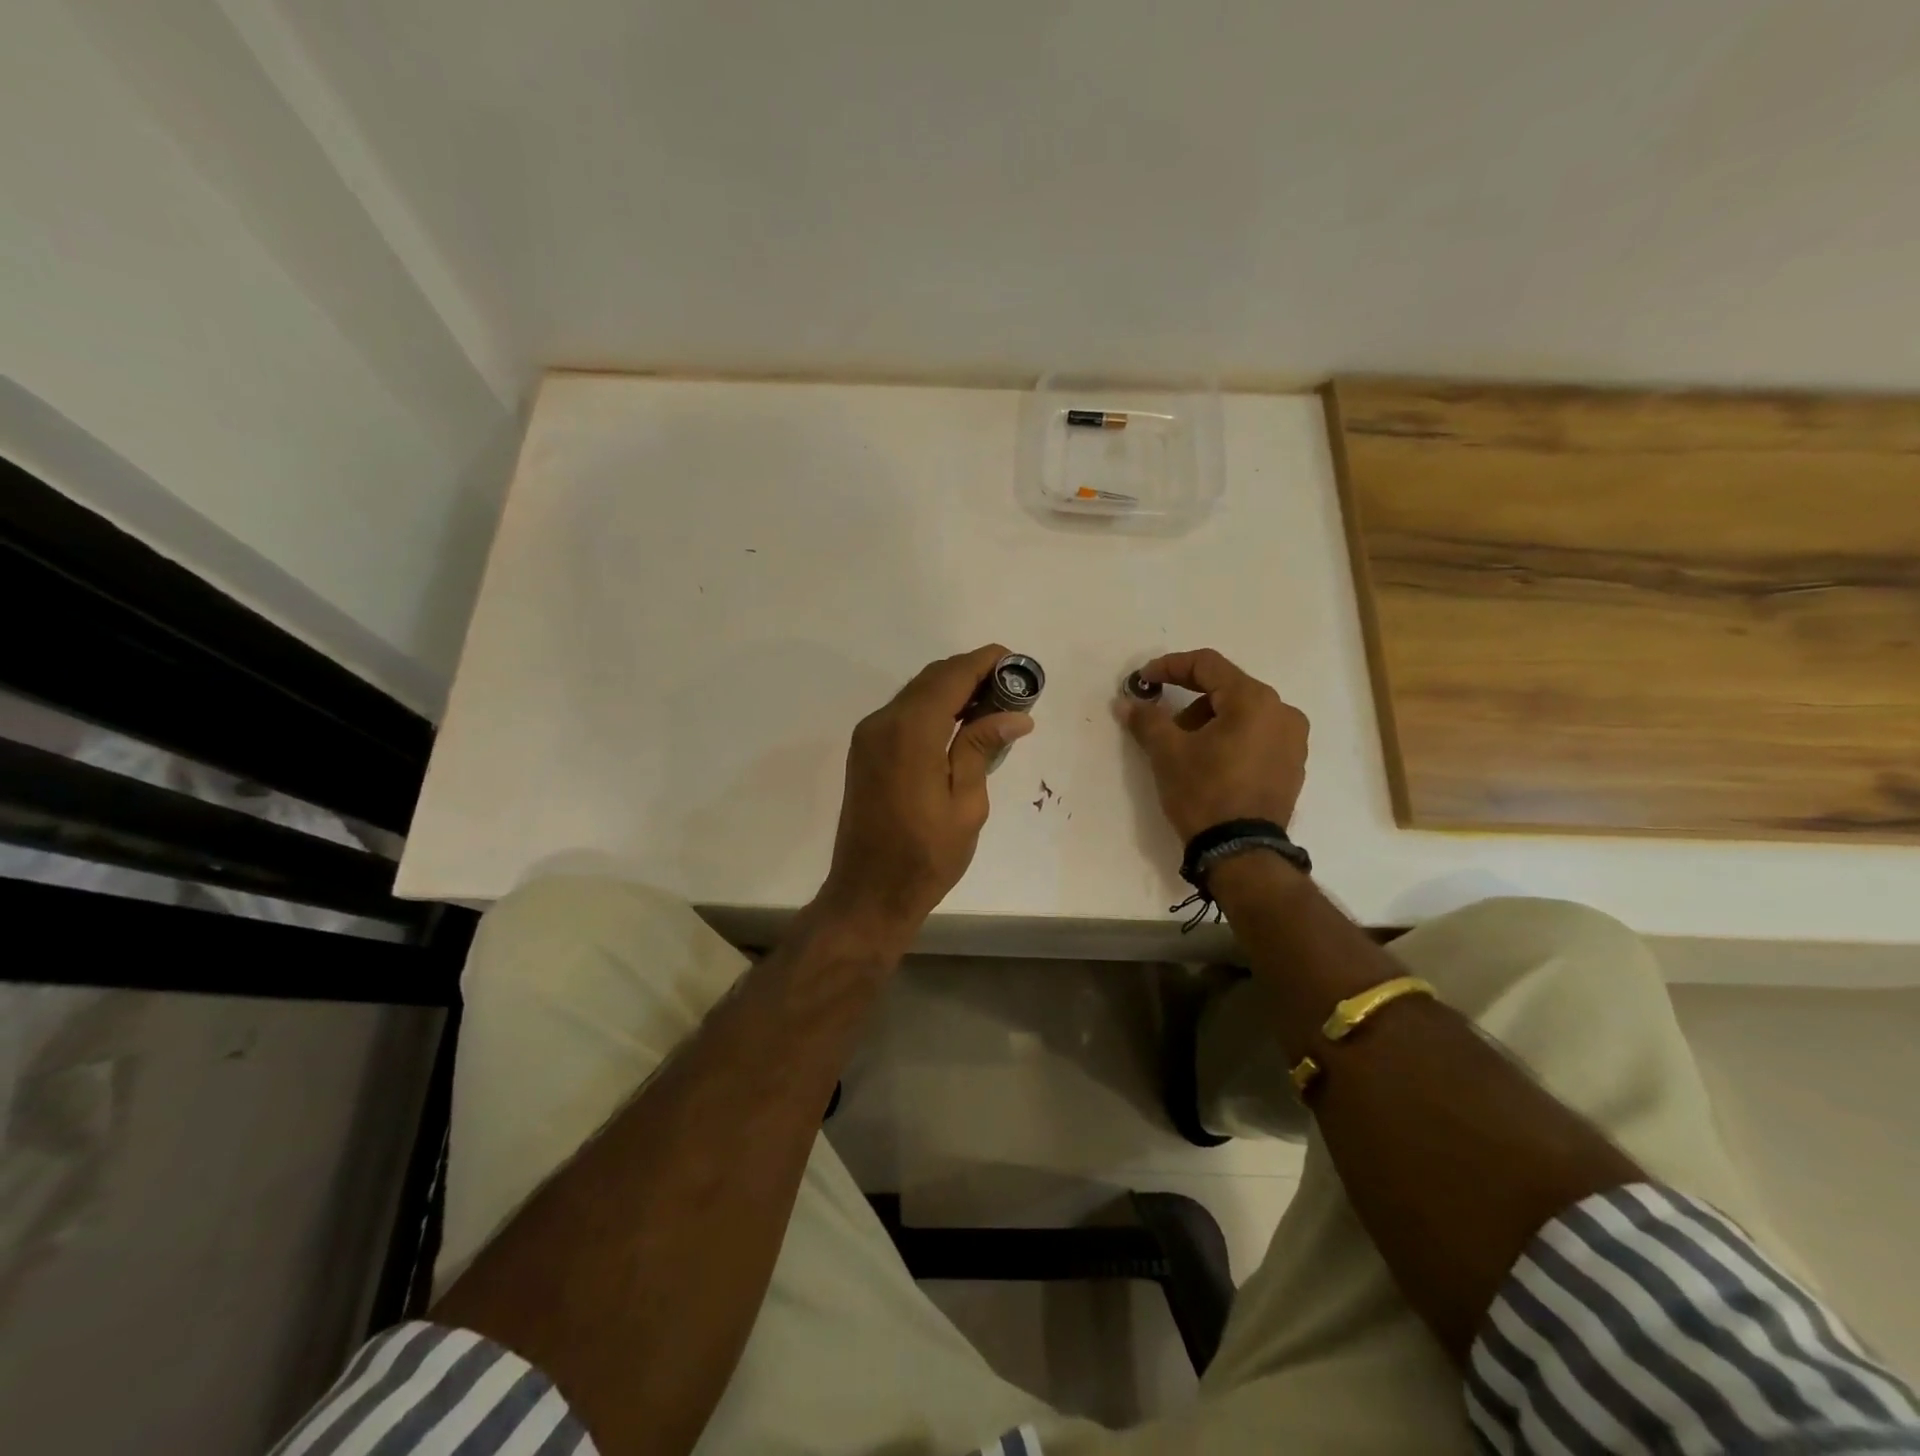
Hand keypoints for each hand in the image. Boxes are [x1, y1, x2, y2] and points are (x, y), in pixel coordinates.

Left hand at [817, 644, 1033, 943]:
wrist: (869, 892)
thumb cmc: (925, 856)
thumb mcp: (966, 804)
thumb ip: (981, 748)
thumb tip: (1014, 715)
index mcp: (910, 732)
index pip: (951, 676)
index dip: (984, 662)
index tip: (1016, 661)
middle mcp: (882, 723)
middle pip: (931, 679)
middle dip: (971, 673)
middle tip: (1012, 687)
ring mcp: (868, 736)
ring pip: (916, 694)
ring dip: (952, 689)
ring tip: (993, 704)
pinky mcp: (865, 751)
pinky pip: (903, 713)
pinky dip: (933, 707)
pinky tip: (960, 724)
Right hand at [1121, 648, 1308, 840]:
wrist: (1241, 852)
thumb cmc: (1204, 793)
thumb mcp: (1167, 753)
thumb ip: (1146, 719)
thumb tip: (1125, 702)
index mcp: (1254, 700)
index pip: (1207, 665)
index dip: (1169, 667)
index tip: (1143, 681)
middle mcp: (1282, 711)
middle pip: (1226, 688)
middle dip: (1188, 699)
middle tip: (1161, 721)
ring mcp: (1293, 740)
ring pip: (1242, 713)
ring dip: (1209, 720)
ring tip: (1184, 748)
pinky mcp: (1293, 765)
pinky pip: (1257, 735)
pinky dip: (1230, 738)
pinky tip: (1210, 762)